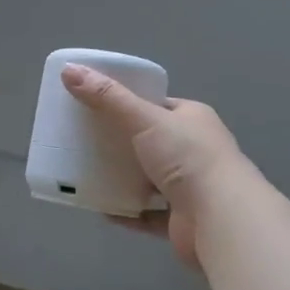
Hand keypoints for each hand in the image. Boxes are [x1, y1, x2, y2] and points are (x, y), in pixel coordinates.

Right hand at [61, 63, 254, 267]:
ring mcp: (190, 187)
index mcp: (193, 120)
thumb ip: (107, 97)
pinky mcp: (182, 219)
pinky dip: (126, 210)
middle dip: (120, 142)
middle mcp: (195, 151)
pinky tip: (101, 208)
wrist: (220, 218)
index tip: (97, 106)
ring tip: (87, 172)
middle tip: (84, 139)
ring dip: (123, 178)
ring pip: (149, 178)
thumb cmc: (187, 158)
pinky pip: (147, 213)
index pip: (158, 106)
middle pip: (150, 142)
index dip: (129, 104)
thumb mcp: (143, 119)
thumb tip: (69, 69)